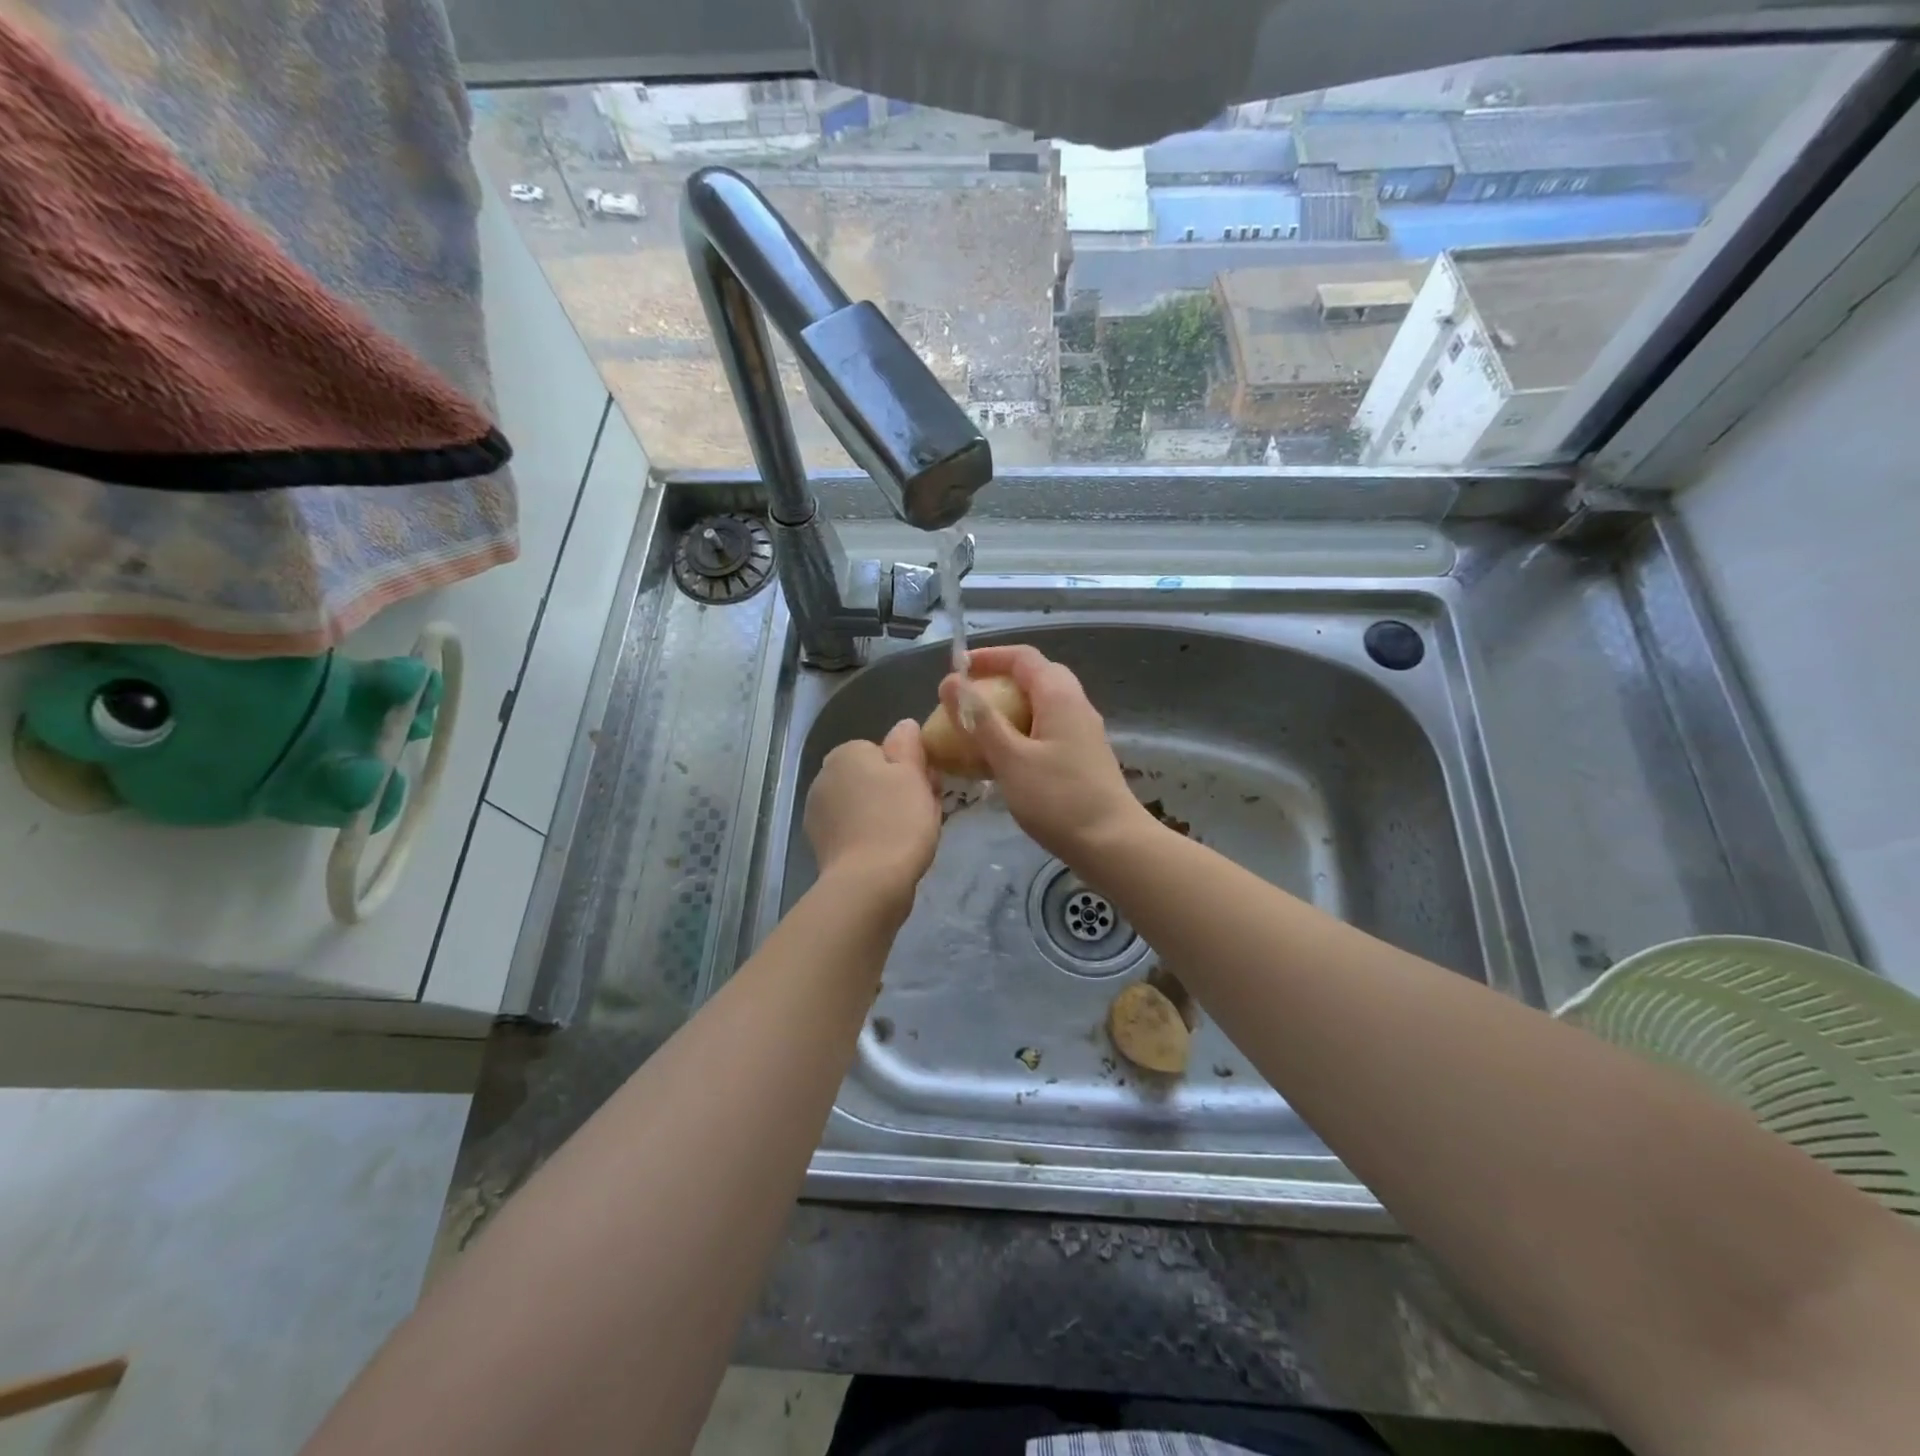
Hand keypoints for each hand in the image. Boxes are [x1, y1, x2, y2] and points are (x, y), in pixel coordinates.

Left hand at [804, 720, 941, 903]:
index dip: (908, 769)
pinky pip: (853, 829)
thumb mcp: (913, 774)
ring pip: (863, 804)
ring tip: (906, 838)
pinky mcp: (821, 843)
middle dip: (894, 791)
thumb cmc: (897, 821)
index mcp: (846, 754)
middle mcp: (824, 776)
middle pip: (871, 777)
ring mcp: (818, 812)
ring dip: (881, 814)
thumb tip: (905, 725)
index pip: (883, 751)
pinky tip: (886, 853)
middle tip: (921, 813)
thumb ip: (908, 744)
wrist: (868, 884)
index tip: (925, 789)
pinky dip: (869, 836)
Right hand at [938, 645, 1151, 869]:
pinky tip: (1001, 760)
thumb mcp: (1010, 758)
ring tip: (977, 729)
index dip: (988, 656)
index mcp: (1059, 695)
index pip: (1023, 657)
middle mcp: (1075, 705)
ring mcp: (1082, 732)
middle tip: (966, 699)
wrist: (1112, 844)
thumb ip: (979, 719)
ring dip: (1008, 710)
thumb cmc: (1058, 799)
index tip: (956, 669)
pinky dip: (1020, 733)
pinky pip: (1045, 730)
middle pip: (1034, 678)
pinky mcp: (1082, 757)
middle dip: (997, 682)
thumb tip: (950, 681)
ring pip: (1040, 706)